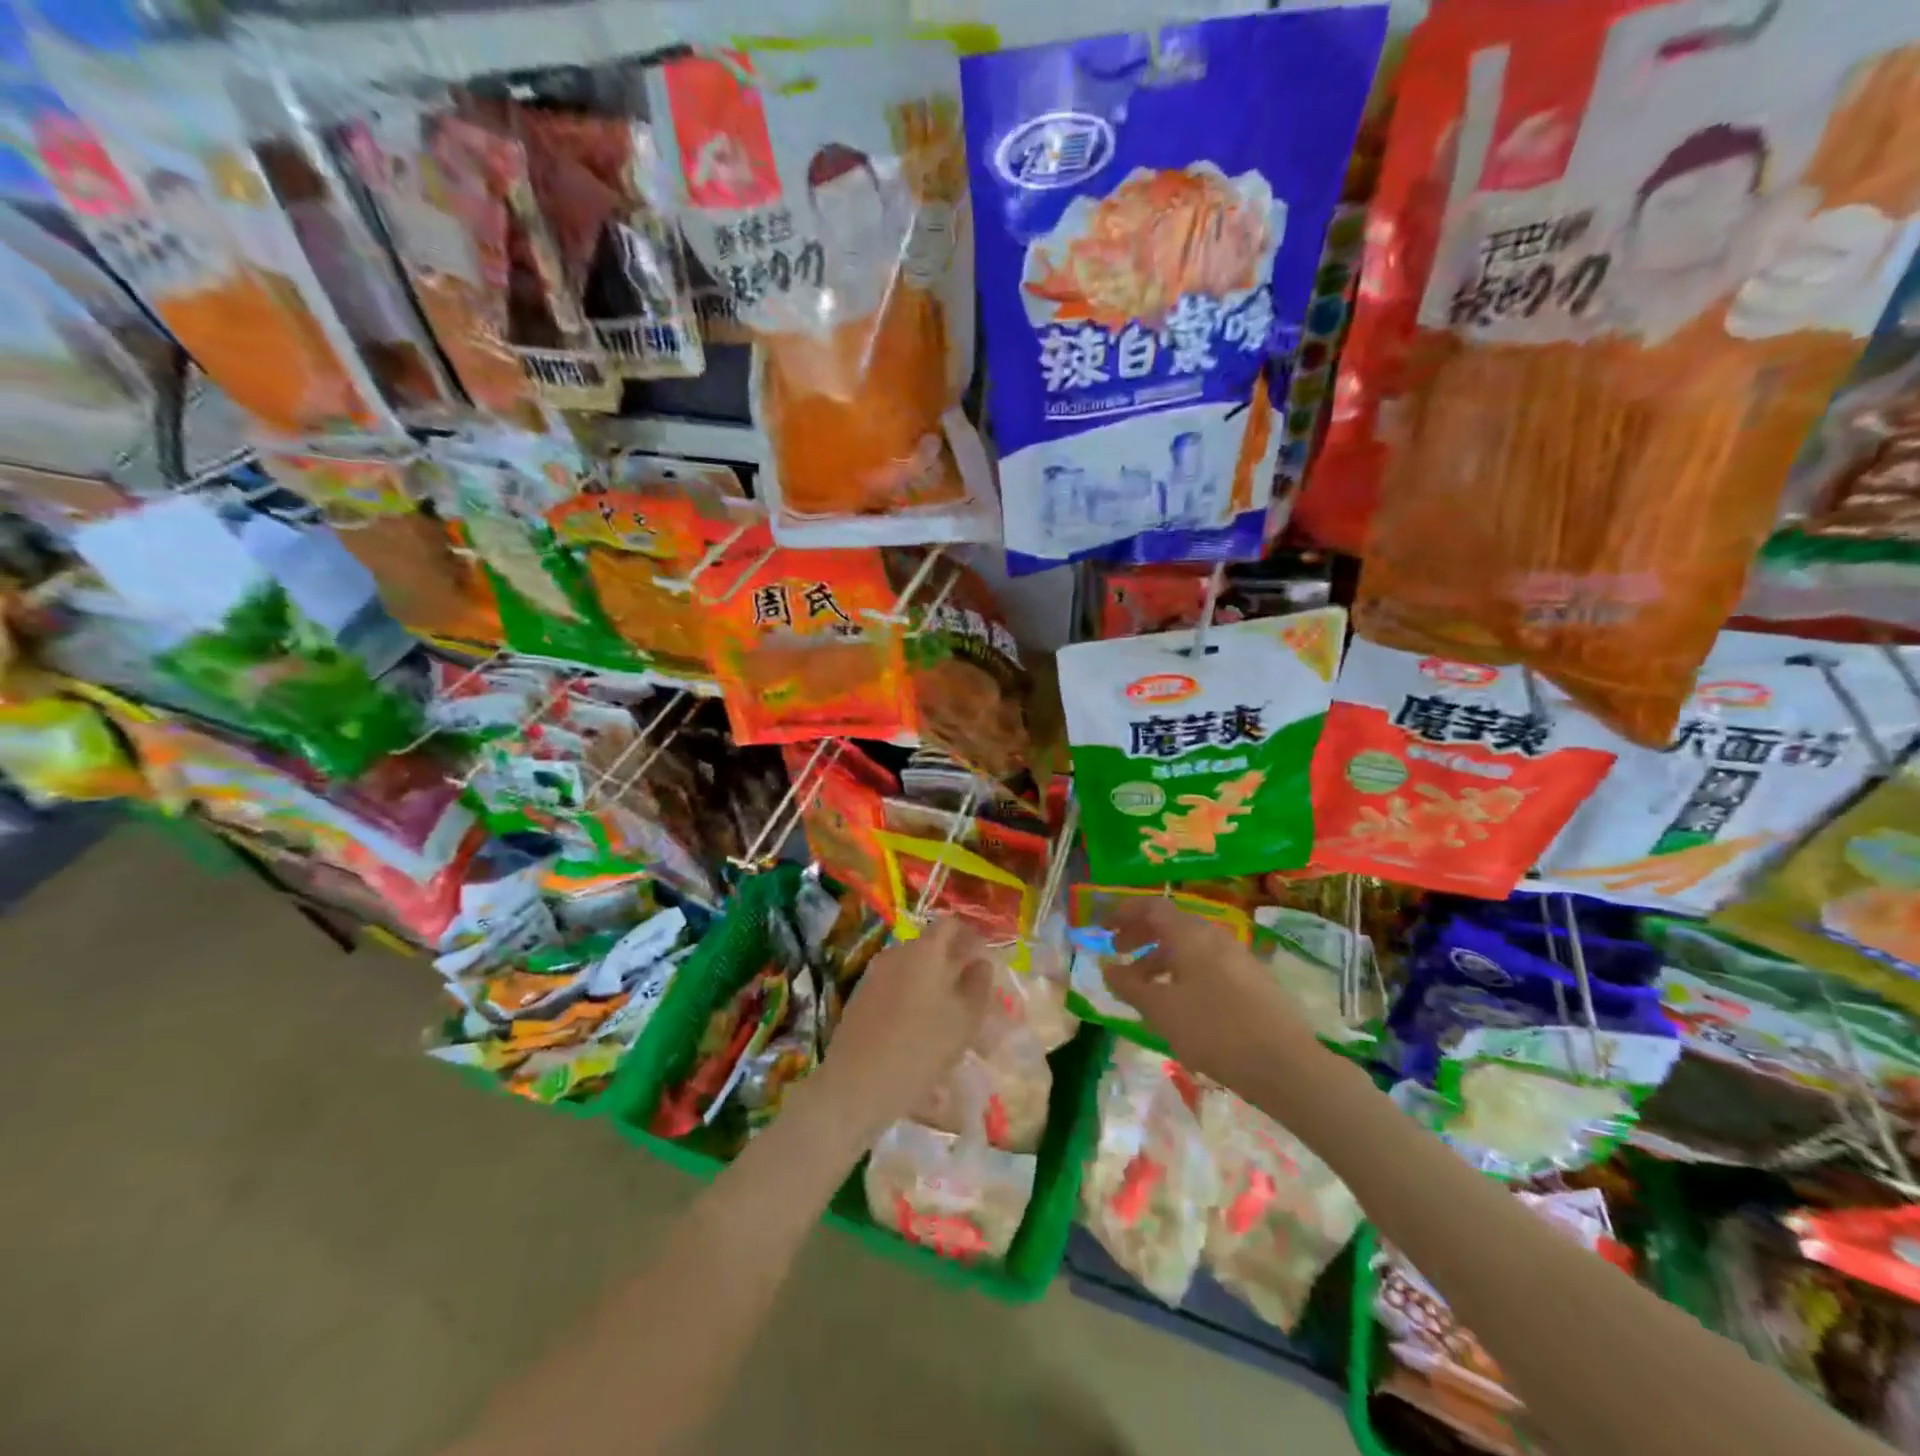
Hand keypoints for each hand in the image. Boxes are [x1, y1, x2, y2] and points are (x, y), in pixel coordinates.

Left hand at [812, 916, 993, 1144]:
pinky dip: (912, 997)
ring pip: (913, 969)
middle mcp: (897, 952)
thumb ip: (978, 985)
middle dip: (953, 964)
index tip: (984, 958)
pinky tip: (919, 1030)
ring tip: (948, 1019)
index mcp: (925, 950)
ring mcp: (875, 973)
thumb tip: (980, 963)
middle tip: (972, 994)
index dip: (971, 936)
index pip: (951, 925)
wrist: (857, 1083)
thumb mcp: (965, 1020)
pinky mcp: (861, 996)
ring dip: (933, 984)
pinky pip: (896, 986)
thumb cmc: (920, 1047)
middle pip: (931, 947)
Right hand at [1103, 898, 1321, 1085]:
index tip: (1103, 928)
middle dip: (1140, 935)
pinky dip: (1183, 972)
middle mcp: (1214, 936)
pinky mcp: (1252, 980)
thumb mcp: (1161, 1010)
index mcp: (1190, 934)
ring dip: (1160, 958)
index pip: (1151, 906)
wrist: (1285, 1064)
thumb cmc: (1213, 1030)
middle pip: (1171, 924)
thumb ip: (1129, 985)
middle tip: (1118, 953)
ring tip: (1144, 988)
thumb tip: (1107, 968)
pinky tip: (1180, 1004)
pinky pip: (1207, 963)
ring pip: (1189, 946)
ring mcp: (1237, 957)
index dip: (1123, 912)